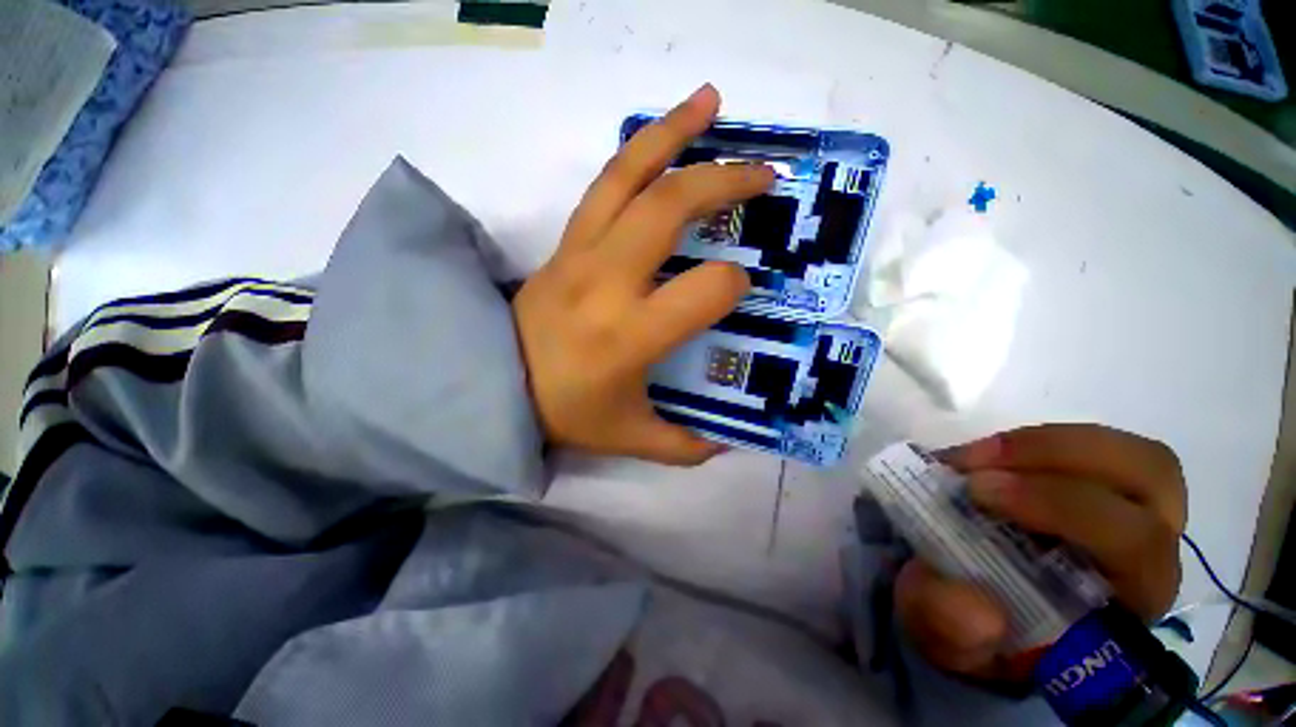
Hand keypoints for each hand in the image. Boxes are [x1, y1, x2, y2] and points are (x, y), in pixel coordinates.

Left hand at [512, 85, 774, 463]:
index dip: (732, 284)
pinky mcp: (565, 242)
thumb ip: (682, 446)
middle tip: (764, 174)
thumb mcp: (629, 438)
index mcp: (629, 335)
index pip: (703, 290)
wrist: (492, 384)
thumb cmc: (564, 411)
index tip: (740, 286)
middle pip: (668, 210)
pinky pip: (603, 186)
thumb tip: (726, 443)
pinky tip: (661, 135)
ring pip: (628, 177)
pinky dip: (636, 152)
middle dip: (722, 183)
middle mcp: (606, 281)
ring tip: (711, 102)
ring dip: (673, 134)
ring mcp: (580, 252)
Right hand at [896, 424, 1185, 679]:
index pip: (1135, 548)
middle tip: (974, 465)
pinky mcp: (1107, 489)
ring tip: (978, 455)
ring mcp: (1137, 514)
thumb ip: (951, 630)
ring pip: (1133, 456)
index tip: (973, 494)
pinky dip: (1039, 442)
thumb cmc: (975, 624)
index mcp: (1124, 605)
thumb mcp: (945, 638)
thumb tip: (981, 609)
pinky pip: (1100, 449)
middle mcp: (1150, 554)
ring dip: (1048, 445)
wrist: (978, 600)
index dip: (1061, 508)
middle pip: (1150, 481)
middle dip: (1056, 462)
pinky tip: (989, 456)